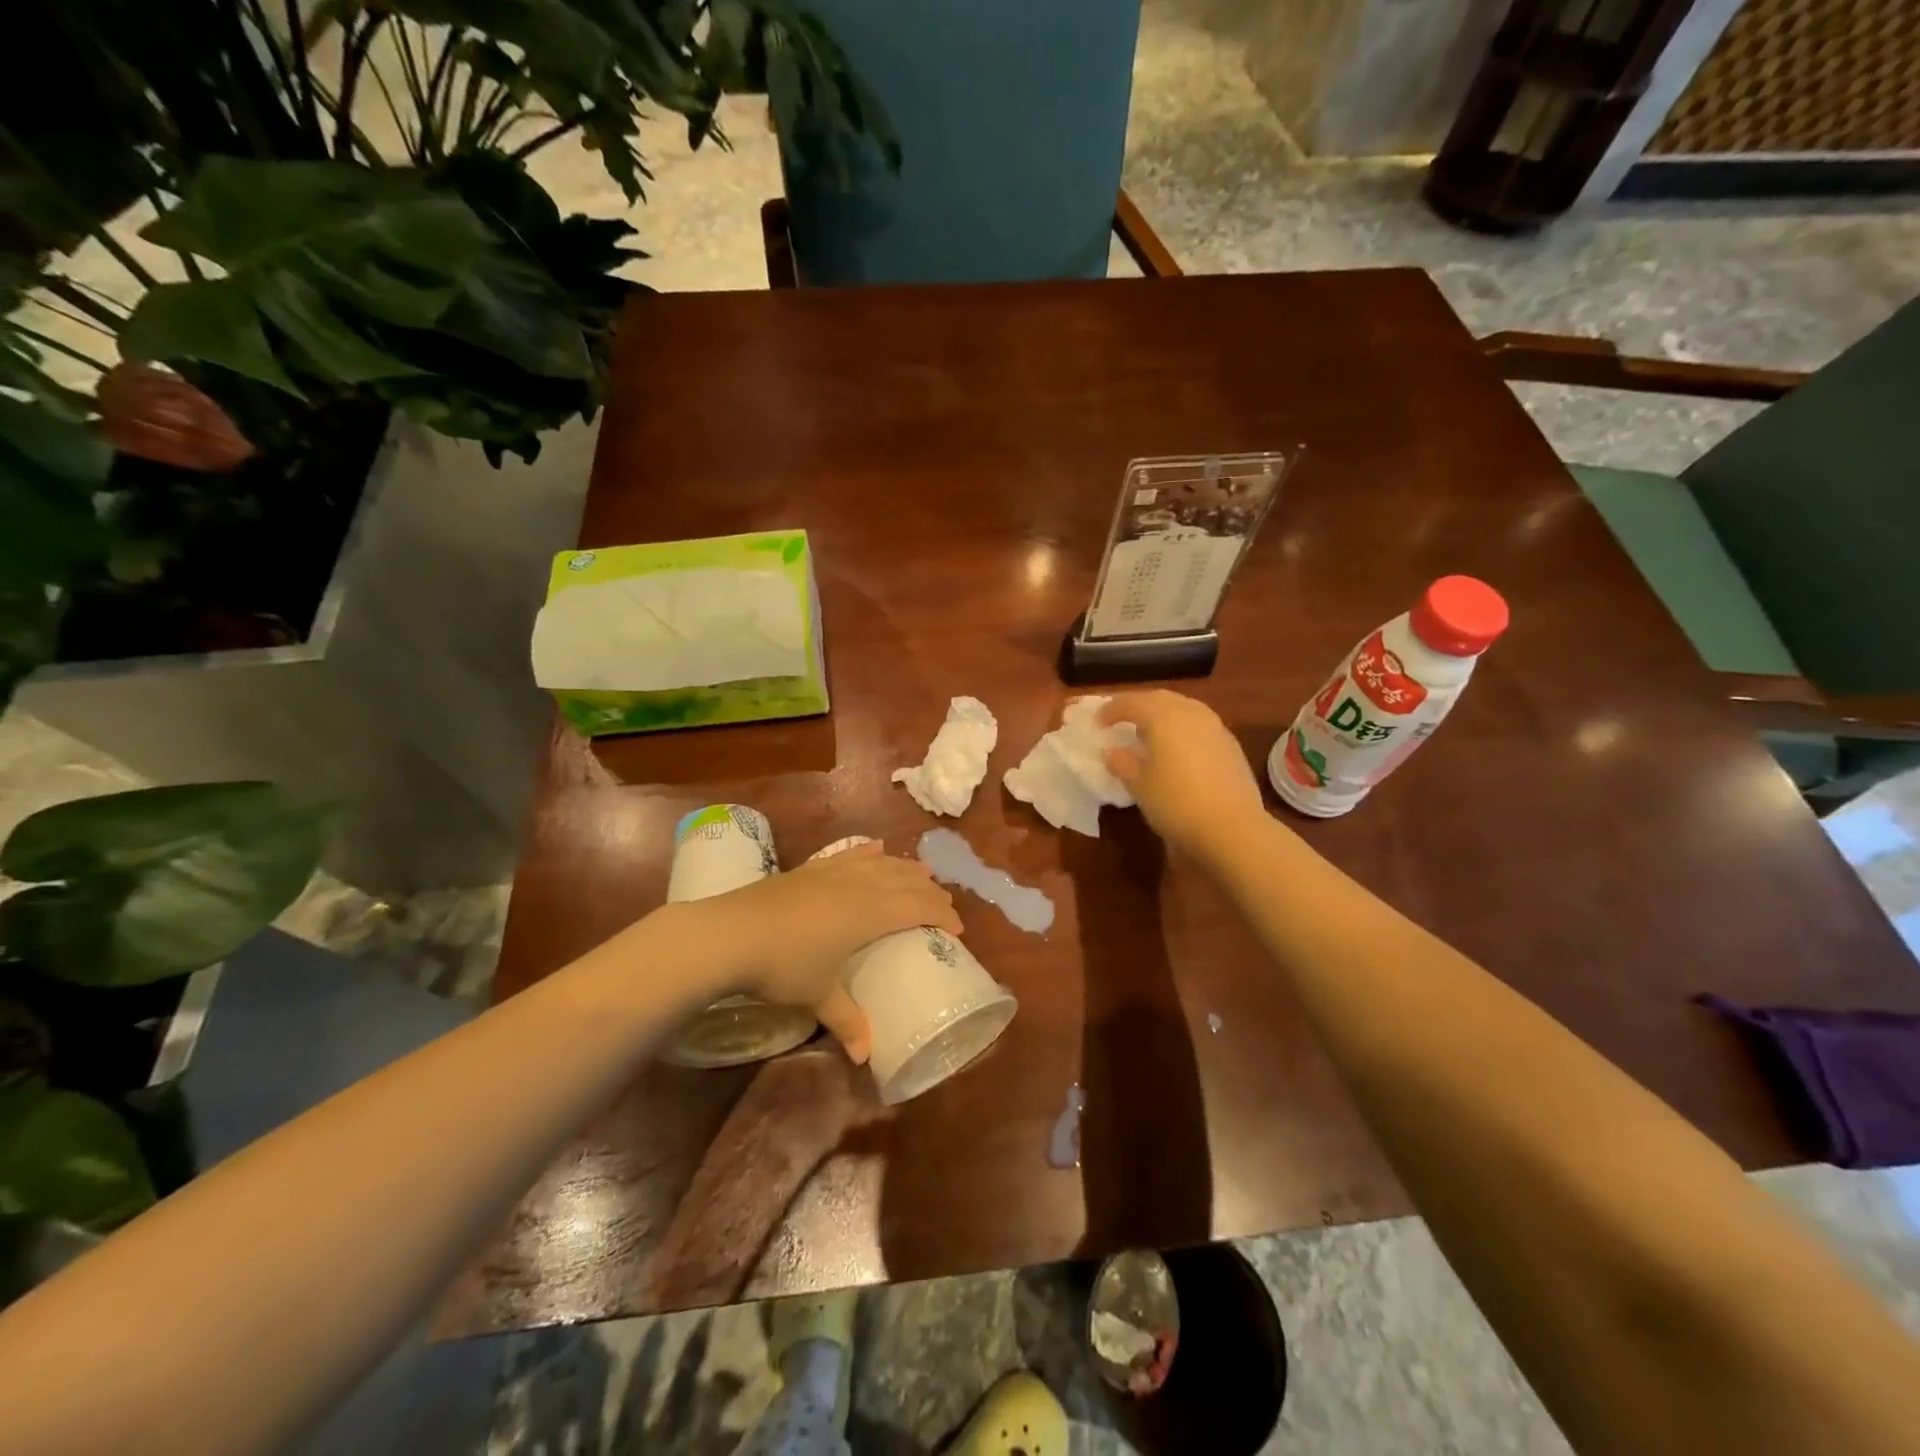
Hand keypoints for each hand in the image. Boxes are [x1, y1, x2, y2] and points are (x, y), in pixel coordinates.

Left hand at [685, 841, 960, 1063]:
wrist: (729, 933)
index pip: (919, 907)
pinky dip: (869, 853)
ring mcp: (833, 872)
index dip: (943, 914)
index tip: (958, 929)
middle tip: (944, 906)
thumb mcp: (818, 996)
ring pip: (882, 863)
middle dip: (931, 891)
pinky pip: (851, 854)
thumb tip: (864, 1057)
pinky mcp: (810, 868)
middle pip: (906, 880)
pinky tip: (876, 849)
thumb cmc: (782, 965)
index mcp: (871, 913)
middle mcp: (859, 885)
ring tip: (922, 873)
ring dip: (906, 868)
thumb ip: (846, 1022)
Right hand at [1100, 691, 1270, 864]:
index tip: (1097, 722)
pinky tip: (1177, 748)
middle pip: (1159, 698)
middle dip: (1137, 705)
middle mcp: (1190, 713)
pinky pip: (1199, 724)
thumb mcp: (1139, 786)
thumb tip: (1113, 752)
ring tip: (1149, 732)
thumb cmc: (1176, 803)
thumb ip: (1122, 763)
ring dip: (1162, 713)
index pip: (1130, 703)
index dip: (1110, 709)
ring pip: (1183, 707)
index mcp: (1163, 717)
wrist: (1232, 828)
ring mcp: (1215, 727)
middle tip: (1121, 720)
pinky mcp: (1230, 744)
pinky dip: (1181, 727)